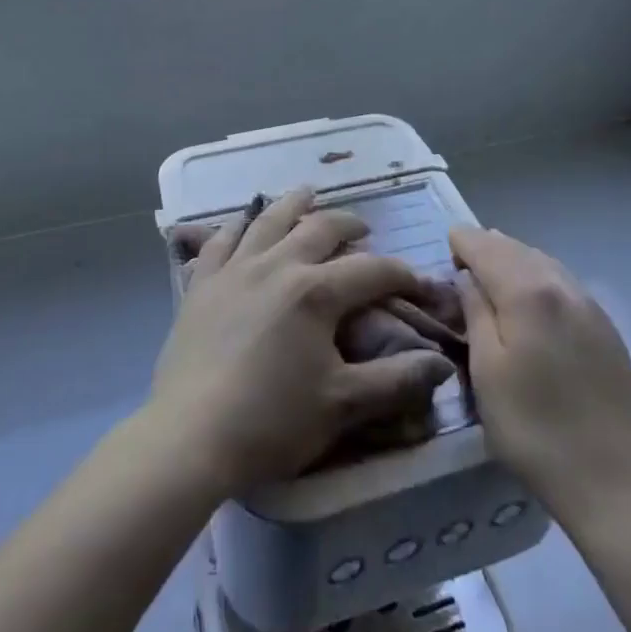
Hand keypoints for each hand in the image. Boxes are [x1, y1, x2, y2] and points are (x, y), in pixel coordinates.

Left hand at [149, 189, 456, 495]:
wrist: (189, 437)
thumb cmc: (271, 422)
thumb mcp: (342, 405)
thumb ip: (395, 380)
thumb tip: (441, 362)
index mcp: (315, 291)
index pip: (372, 270)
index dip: (402, 274)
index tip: (421, 284)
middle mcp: (277, 264)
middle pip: (320, 229)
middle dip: (348, 225)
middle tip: (363, 230)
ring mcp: (234, 269)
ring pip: (268, 220)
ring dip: (293, 204)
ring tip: (307, 195)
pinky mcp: (202, 283)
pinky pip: (220, 240)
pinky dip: (236, 225)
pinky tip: (242, 222)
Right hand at [450, 227, 630, 520]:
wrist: (614, 484)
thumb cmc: (534, 430)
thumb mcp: (486, 372)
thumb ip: (475, 313)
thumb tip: (467, 277)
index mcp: (528, 292)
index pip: (486, 246)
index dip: (462, 242)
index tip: (446, 248)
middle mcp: (561, 285)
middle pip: (516, 248)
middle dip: (487, 246)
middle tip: (463, 260)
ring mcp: (590, 305)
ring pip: (543, 261)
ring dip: (514, 258)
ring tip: (493, 272)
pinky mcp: (606, 328)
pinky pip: (563, 282)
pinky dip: (539, 276)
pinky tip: (532, 296)